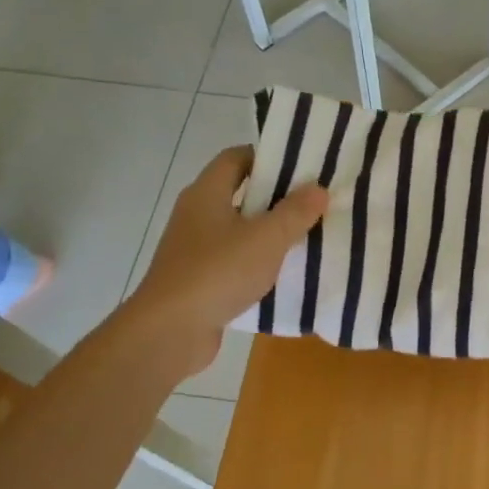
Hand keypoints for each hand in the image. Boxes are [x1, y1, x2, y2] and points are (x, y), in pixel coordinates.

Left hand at [130, 146, 326, 376]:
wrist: (170, 331)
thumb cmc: (218, 272)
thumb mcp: (266, 238)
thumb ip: (295, 212)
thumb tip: (318, 188)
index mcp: (207, 193)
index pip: (236, 158)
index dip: (268, 157)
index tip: (302, 167)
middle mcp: (197, 215)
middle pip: (240, 194)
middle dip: (277, 198)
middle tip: (315, 203)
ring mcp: (195, 249)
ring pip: (239, 231)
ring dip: (269, 233)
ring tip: (308, 237)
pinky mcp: (199, 280)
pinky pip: (235, 261)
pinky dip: (258, 263)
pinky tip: (284, 274)